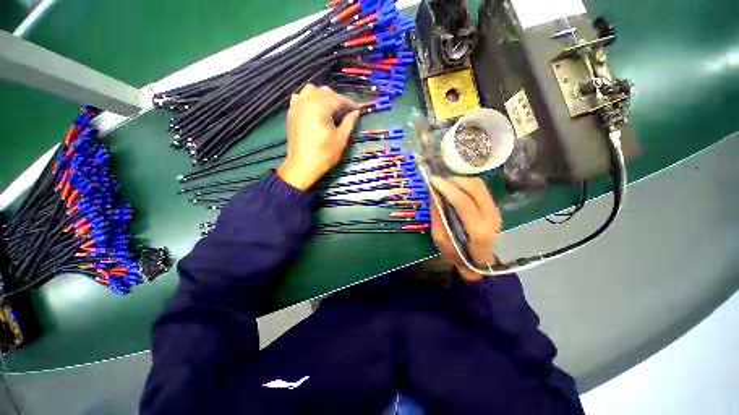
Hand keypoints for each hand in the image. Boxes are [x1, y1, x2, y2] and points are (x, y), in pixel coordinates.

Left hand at [277, 84, 359, 189]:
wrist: (302, 165)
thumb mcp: (341, 139)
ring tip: (330, 108)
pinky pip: (300, 97)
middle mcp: (307, 101)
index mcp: (320, 107)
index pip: (338, 99)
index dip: (350, 103)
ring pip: (311, 91)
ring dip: (323, 96)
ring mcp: (297, 105)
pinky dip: (309, 99)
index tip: (357, 109)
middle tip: (346, 111)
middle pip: (325, 92)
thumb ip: (349, 122)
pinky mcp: (291, 112)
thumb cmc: (324, 154)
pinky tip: (314, 109)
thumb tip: (356, 113)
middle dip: (337, 99)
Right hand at [429, 176, 500, 281]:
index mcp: (478, 232)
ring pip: (479, 185)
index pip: (464, 203)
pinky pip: (480, 188)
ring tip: (445, 183)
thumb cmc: (459, 255)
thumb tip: (433, 195)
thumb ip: (437, 217)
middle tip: (438, 180)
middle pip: (475, 189)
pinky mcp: (495, 206)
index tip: (433, 181)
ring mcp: (496, 211)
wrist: (481, 262)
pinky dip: (465, 183)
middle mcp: (491, 218)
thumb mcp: (442, 240)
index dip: (448, 189)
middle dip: (453, 180)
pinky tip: (455, 187)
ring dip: (460, 180)